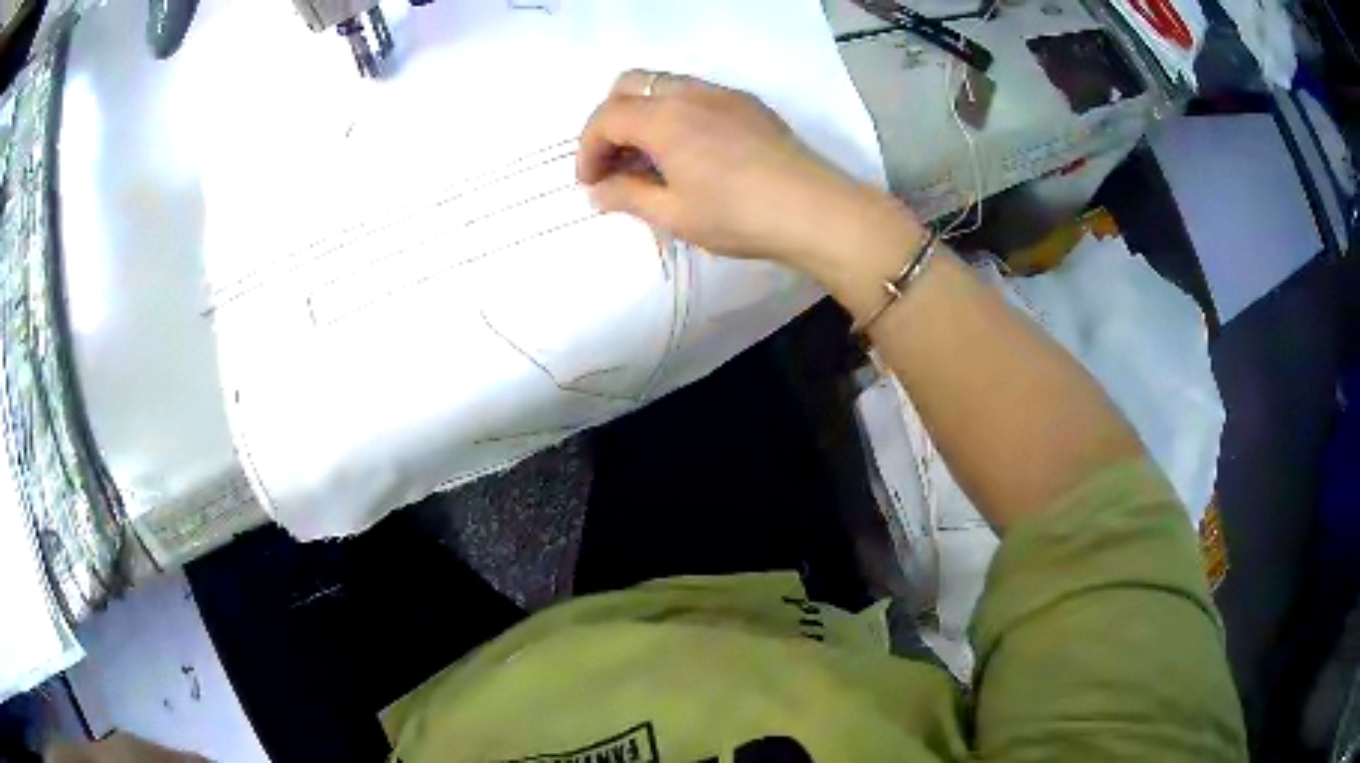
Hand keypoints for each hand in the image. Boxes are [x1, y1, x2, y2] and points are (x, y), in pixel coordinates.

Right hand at [577, 71, 886, 267]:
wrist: (814, 209)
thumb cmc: (738, 215)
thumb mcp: (674, 215)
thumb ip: (628, 196)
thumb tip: (598, 192)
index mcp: (664, 118)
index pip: (605, 118)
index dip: (588, 150)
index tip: (591, 184)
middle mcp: (689, 93)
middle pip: (629, 85)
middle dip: (610, 121)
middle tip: (615, 162)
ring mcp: (722, 93)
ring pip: (664, 85)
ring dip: (643, 114)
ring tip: (650, 160)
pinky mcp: (748, 103)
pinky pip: (696, 94)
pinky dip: (676, 114)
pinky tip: (690, 151)